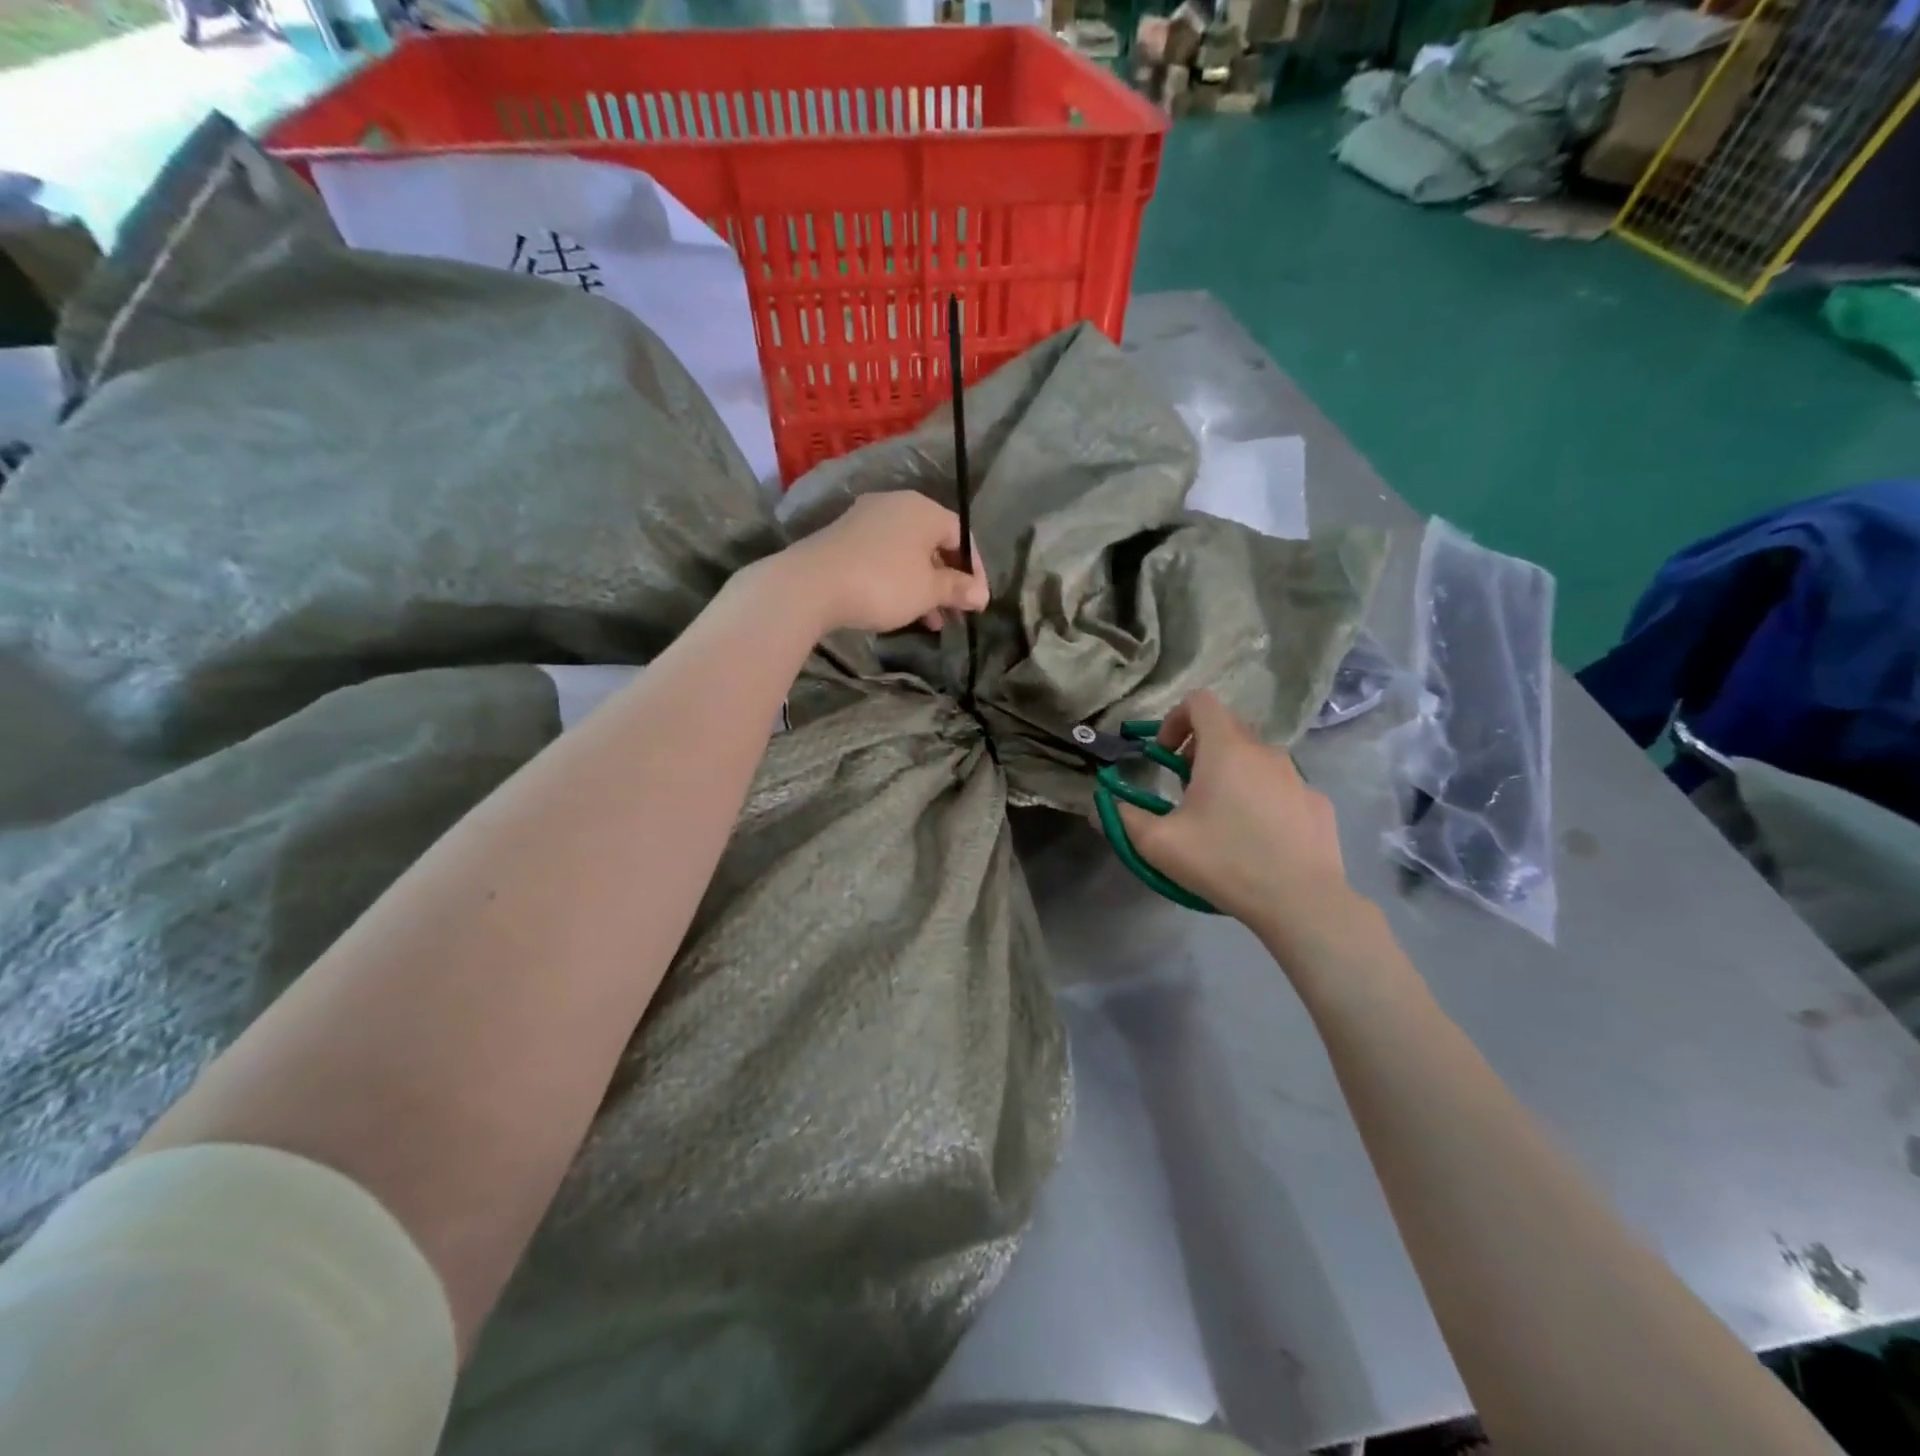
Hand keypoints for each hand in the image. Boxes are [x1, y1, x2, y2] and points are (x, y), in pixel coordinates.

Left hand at [777, 492, 989, 634]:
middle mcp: (895, 505)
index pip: (961, 535)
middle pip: (933, 543)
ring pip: (907, 553)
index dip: (975, 569)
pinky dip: (898, 580)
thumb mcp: (928, 591)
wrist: (811, 584)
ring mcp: (865, 519)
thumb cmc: (883, 583)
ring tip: (931, 621)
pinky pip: (883, 556)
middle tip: (955, 613)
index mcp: (923, 509)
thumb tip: (982, 594)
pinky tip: (899, 608)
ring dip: (923, 586)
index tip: (976, 601)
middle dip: (947, 580)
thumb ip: (957, 589)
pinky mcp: (843, 537)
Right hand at [1117, 691, 1371, 954]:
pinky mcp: (1317, 802)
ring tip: (1221, 818)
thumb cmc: (1224, 861)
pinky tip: (1258, 838)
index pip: (1200, 701)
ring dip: (1231, 774)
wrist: (1301, 901)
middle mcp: (1264, 751)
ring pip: (1255, 759)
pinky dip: (1262, 798)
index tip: (1164, 755)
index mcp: (1225, 749)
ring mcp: (1297, 776)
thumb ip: (1126, 816)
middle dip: (1198, 749)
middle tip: (1185, 788)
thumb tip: (1110, 802)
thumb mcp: (1159, 844)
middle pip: (1227, 728)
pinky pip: (1281, 787)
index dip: (1174, 719)